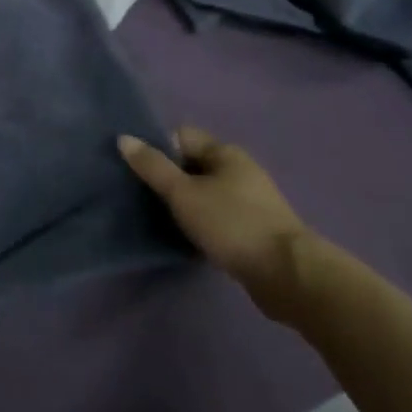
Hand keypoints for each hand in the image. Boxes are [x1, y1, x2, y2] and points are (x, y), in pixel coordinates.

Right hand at [120, 128, 319, 322]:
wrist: (288, 275)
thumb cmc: (232, 224)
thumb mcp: (183, 193)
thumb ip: (152, 167)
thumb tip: (124, 138)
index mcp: (225, 152)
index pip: (181, 136)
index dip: (157, 147)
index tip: (136, 169)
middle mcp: (240, 170)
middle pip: (193, 164)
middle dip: (168, 177)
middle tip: (141, 195)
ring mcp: (251, 200)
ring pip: (205, 192)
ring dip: (184, 202)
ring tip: (158, 217)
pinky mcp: (255, 229)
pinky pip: (218, 215)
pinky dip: (201, 221)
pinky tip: (186, 236)